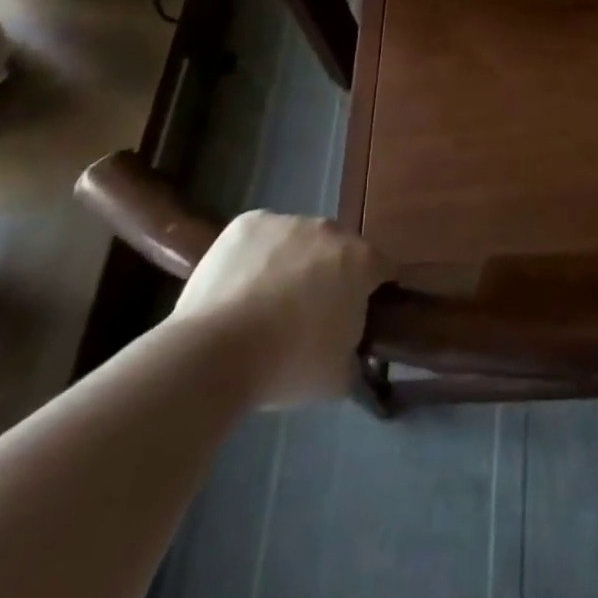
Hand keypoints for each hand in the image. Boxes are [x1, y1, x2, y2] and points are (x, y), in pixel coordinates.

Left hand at [171, 211, 387, 405]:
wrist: (214, 353)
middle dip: (331, 275)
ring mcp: (288, 221)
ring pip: (300, 240)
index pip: (383, 269)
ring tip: (266, 303)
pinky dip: (258, 256)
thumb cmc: (287, 365)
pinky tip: (241, 287)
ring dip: (294, 262)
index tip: (358, 317)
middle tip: (309, 314)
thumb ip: (356, 352)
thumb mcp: (339, 375)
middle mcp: (330, 230)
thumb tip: (352, 349)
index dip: (373, 293)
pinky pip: (263, 237)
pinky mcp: (249, 222)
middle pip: (340, 250)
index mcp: (361, 261)